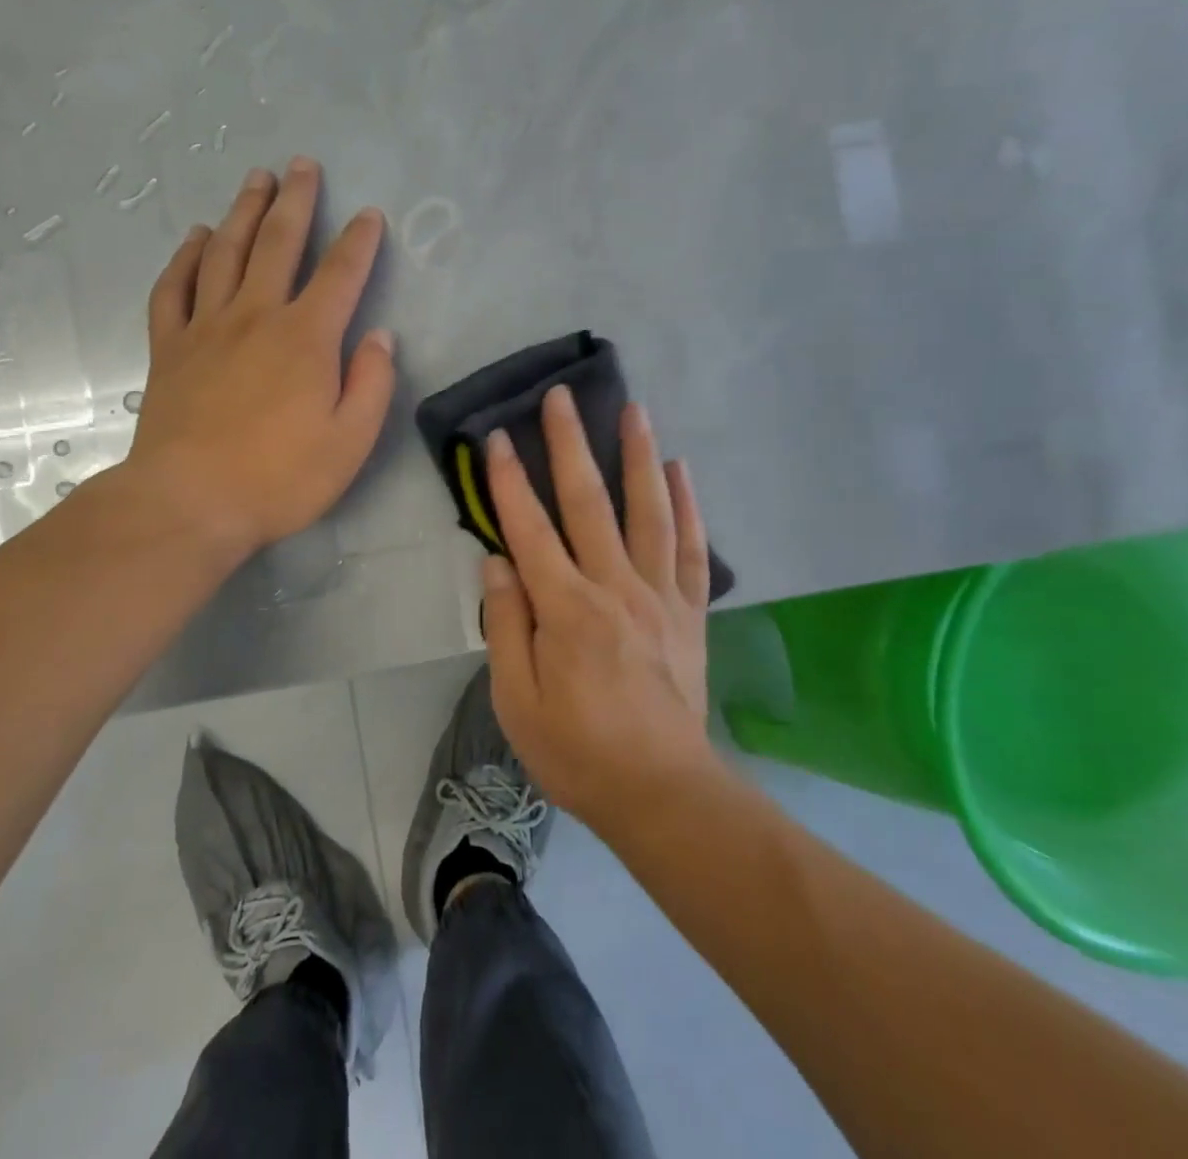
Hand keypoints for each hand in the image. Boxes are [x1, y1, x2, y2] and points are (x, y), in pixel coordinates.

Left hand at [120, 157, 394, 561]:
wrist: (189, 502)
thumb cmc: (279, 478)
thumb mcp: (349, 442)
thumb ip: (372, 384)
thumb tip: (380, 337)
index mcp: (306, 338)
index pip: (340, 275)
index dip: (358, 241)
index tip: (368, 215)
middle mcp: (256, 316)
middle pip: (277, 243)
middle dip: (295, 201)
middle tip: (302, 164)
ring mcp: (206, 327)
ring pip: (225, 252)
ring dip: (243, 211)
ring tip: (255, 179)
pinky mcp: (168, 348)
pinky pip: (173, 288)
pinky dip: (185, 257)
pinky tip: (196, 237)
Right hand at [482, 386, 716, 830]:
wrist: (661, 791)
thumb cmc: (576, 749)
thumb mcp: (516, 699)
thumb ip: (505, 624)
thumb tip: (496, 561)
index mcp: (566, 609)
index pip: (529, 529)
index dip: (508, 480)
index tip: (496, 437)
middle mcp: (614, 587)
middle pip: (588, 502)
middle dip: (570, 444)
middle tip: (561, 396)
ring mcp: (659, 595)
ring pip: (648, 510)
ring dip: (638, 455)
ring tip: (633, 409)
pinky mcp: (689, 610)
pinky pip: (690, 547)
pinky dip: (687, 505)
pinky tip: (681, 469)